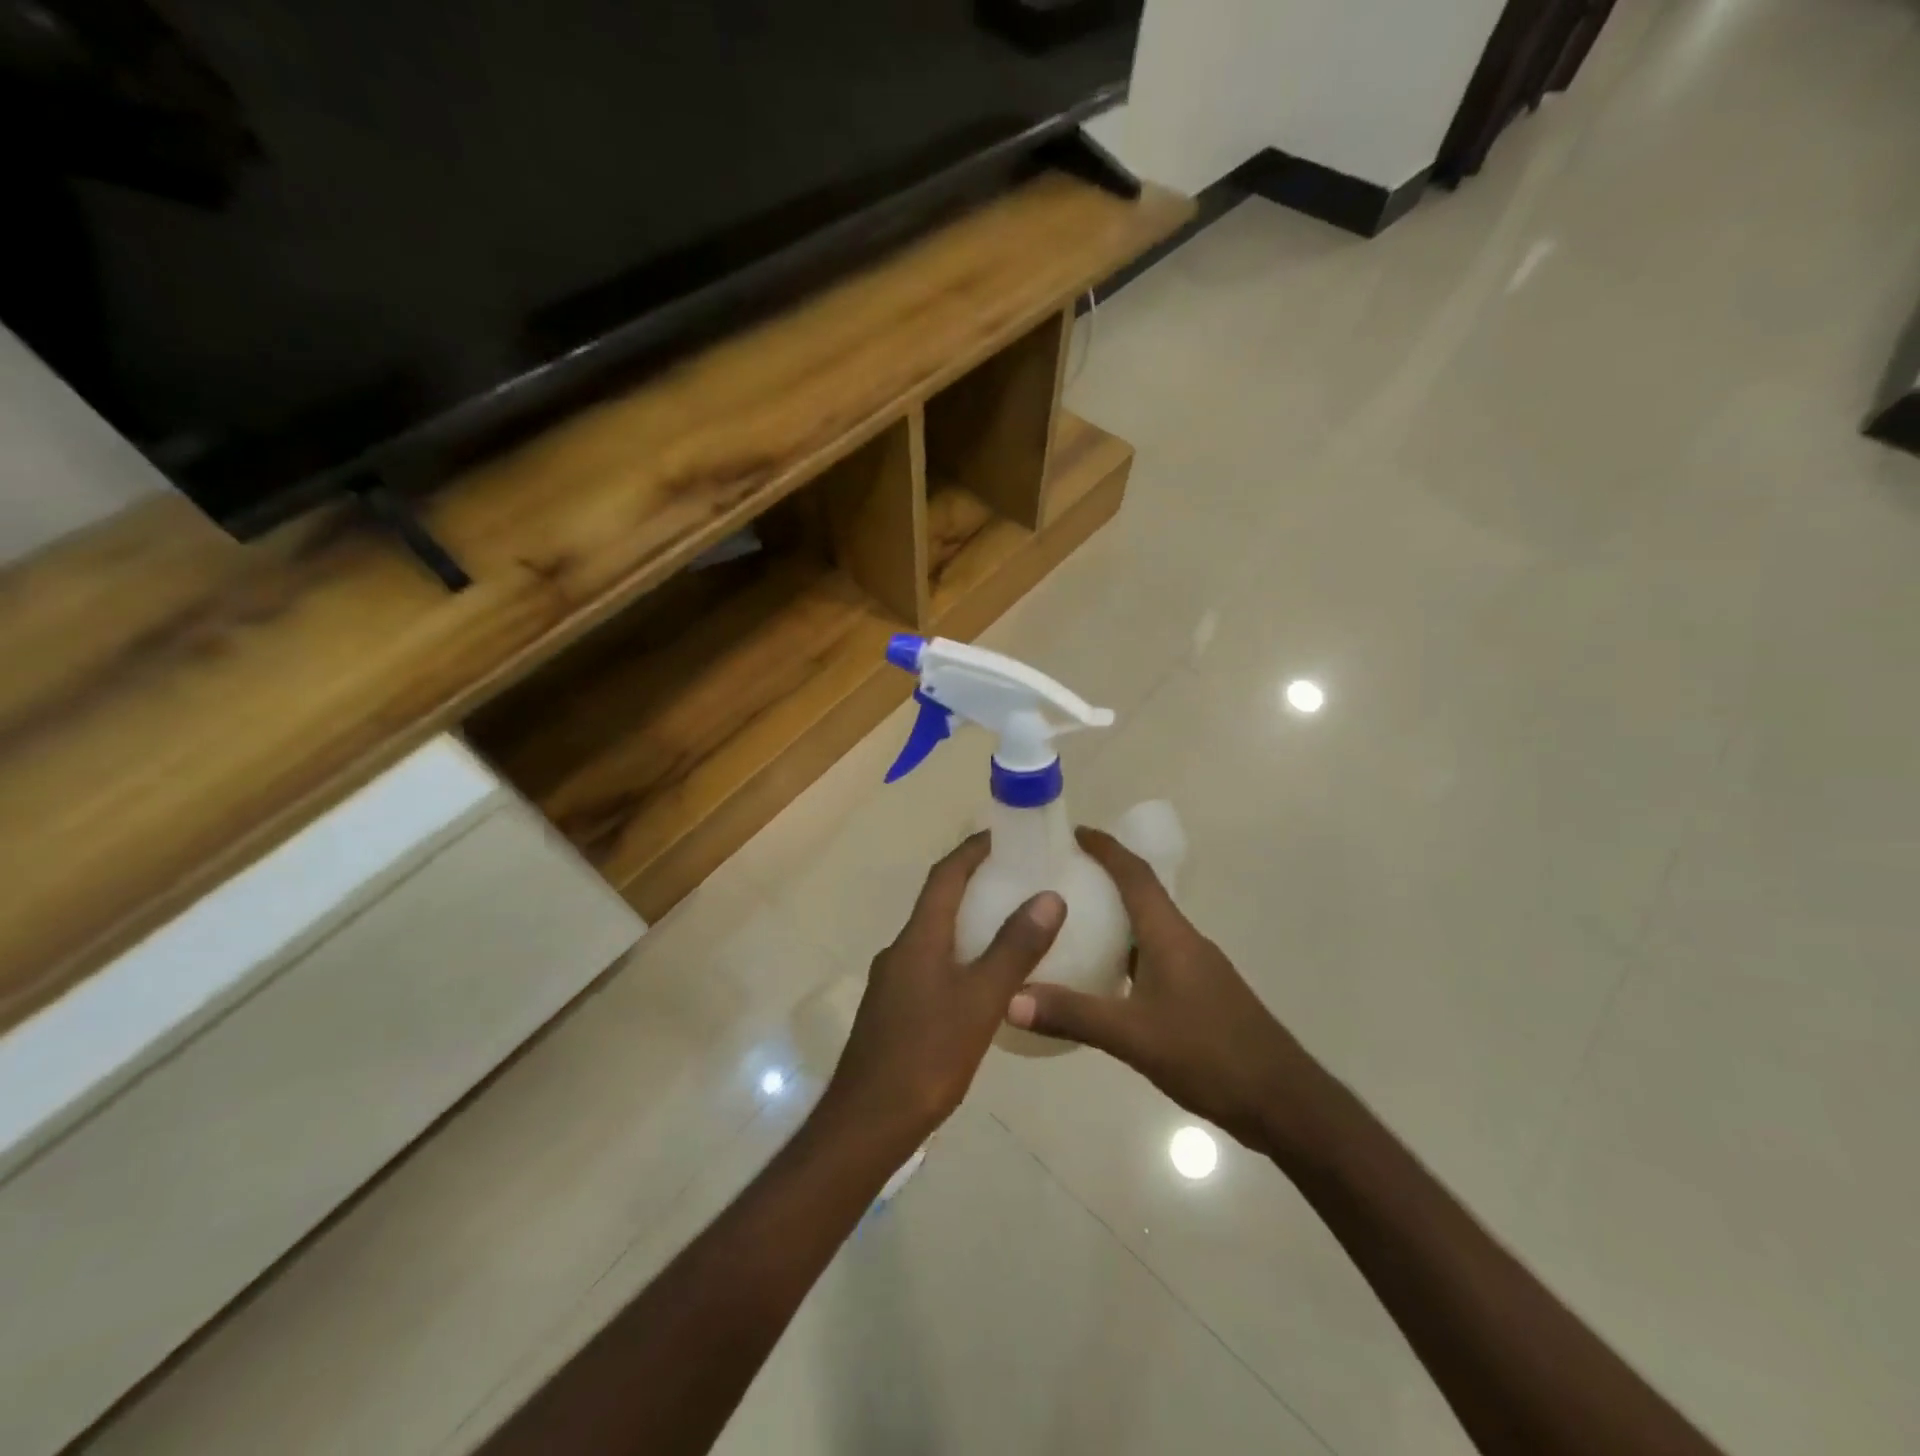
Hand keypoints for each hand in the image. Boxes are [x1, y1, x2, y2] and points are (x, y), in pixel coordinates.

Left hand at [822, 833, 1064, 1148]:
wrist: (868, 1123)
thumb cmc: (927, 1055)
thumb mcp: (982, 1000)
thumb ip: (1015, 948)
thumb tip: (1049, 895)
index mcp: (918, 938)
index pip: (944, 875)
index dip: (972, 850)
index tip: (1004, 835)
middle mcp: (900, 950)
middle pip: (938, 901)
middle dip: (973, 883)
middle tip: (1017, 878)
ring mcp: (893, 982)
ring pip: (934, 936)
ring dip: (966, 921)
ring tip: (1009, 925)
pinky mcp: (894, 1010)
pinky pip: (930, 965)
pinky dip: (958, 955)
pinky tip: (983, 981)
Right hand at [1006, 827, 1323, 1154]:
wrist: (1283, 1102)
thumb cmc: (1210, 1054)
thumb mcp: (1133, 1036)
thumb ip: (1073, 1014)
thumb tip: (1010, 998)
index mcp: (1170, 935)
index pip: (1135, 874)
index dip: (1105, 848)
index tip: (1071, 832)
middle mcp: (1183, 941)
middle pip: (1140, 894)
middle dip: (1102, 877)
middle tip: (1056, 877)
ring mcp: (1195, 968)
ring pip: (1146, 928)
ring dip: (1113, 916)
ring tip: (1068, 922)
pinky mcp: (1199, 994)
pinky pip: (1153, 956)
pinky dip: (1124, 953)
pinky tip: (1100, 977)